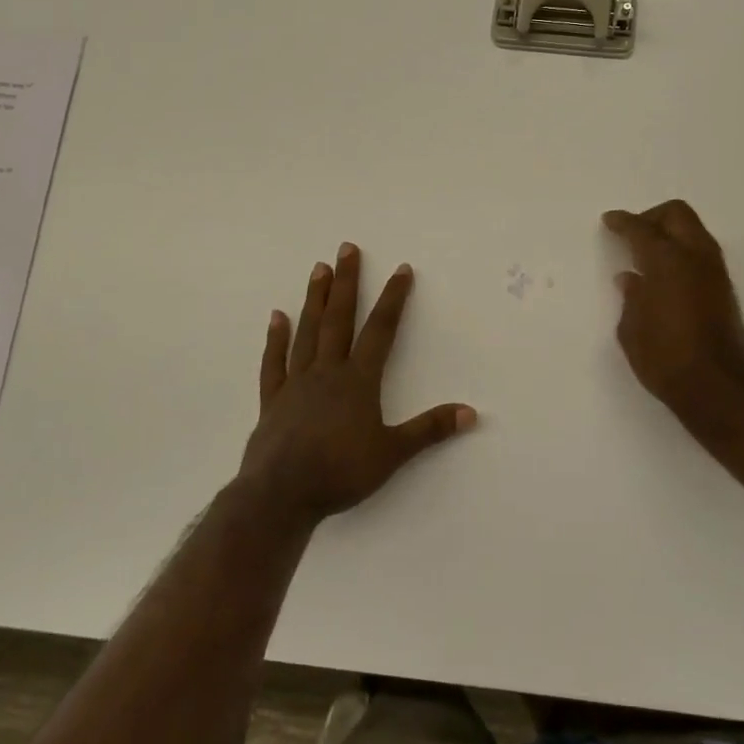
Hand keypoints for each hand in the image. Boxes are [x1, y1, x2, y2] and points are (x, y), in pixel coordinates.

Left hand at [238, 243, 475, 524]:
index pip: (381, 330)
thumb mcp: (392, 454)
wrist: (281, 495)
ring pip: (307, 332)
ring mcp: (296, 383)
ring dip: (314, 299)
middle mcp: (327, 372)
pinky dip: (275, 339)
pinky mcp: (273, 400)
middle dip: (346, 283)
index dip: (393, 299)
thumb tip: (471, 412)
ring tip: (318, 269)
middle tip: (346, 249)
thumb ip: (429, 430)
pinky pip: (274, 362)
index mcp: (358, 381)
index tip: (401, 269)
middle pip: (339, 319)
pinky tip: (276, 317)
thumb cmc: (340, 472)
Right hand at [604, 200, 743, 440]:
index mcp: (666, 261)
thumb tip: (631, 279)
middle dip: (652, 216)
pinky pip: (700, 253)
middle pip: (677, 214)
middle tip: (632, 232)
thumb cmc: (664, 358)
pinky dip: (681, 251)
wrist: (717, 388)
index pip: (641, 229)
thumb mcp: (632, 329)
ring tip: (646, 254)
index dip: (622, 222)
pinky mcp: (724, 290)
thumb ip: (631, 298)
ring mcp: (714, 272)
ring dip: (671, 233)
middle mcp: (695, 257)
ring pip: (694, 231)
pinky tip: (663, 274)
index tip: (609, 221)